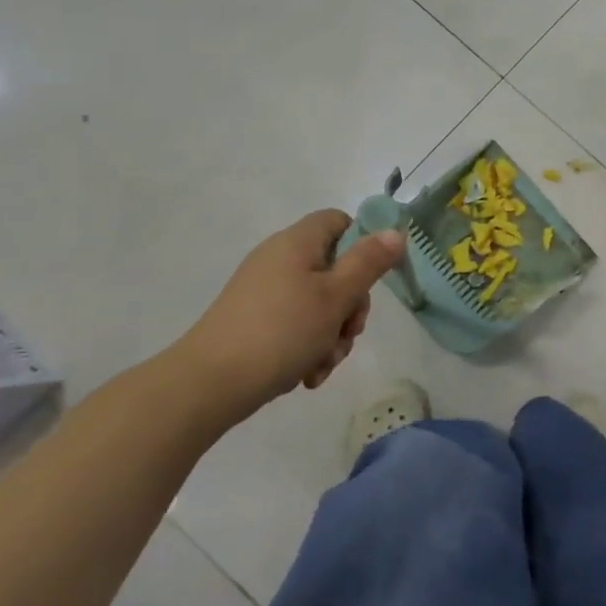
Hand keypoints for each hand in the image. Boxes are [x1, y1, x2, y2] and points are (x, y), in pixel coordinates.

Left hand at [172, 210, 406, 421]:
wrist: (209, 384)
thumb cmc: (282, 331)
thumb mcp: (336, 296)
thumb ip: (369, 262)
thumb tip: (395, 231)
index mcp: (297, 243)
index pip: (339, 221)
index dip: (363, 243)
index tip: (372, 277)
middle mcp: (279, 260)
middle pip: (334, 269)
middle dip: (350, 306)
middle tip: (349, 332)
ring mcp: (264, 292)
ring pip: (318, 303)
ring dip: (332, 334)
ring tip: (325, 363)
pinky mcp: (254, 321)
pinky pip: (295, 325)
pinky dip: (308, 346)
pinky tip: (308, 375)